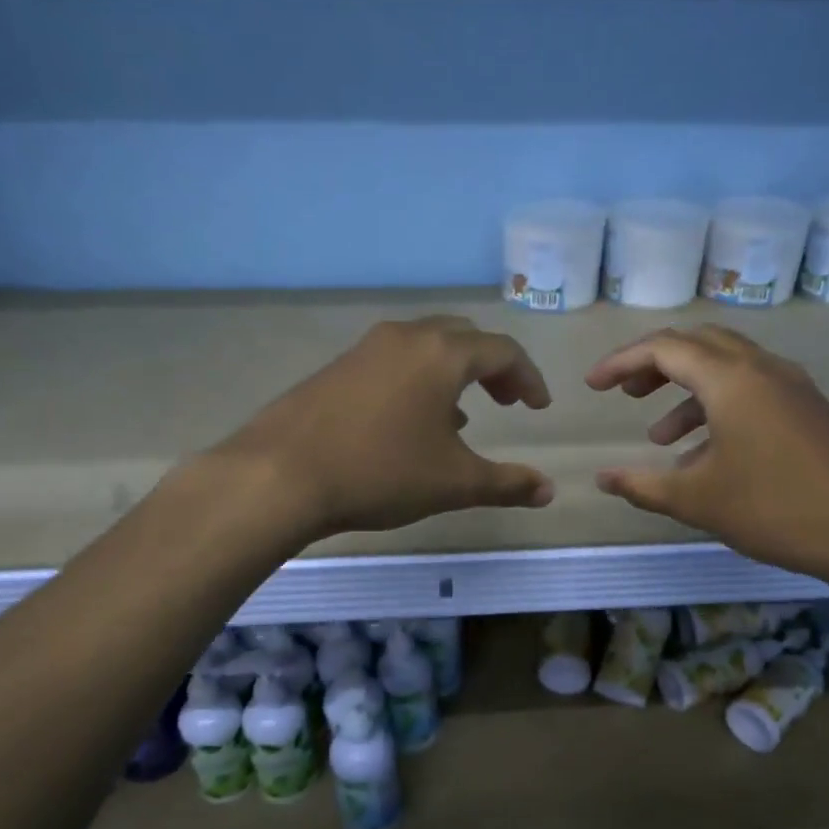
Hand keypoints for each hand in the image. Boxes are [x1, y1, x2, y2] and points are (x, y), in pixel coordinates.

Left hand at [209, 315, 554, 539]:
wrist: (280, 476)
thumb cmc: (380, 472)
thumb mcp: (453, 483)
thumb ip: (506, 484)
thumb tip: (548, 491)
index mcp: (442, 353)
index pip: (502, 351)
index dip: (528, 378)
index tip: (538, 408)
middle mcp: (405, 337)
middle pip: (463, 337)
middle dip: (492, 367)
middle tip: (506, 401)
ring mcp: (365, 349)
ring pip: (425, 346)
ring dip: (453, 373)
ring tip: (463, 419)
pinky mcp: (336, 367)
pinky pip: (393, 361)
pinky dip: (418, 380)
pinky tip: (410, 423)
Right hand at [585, 325, 828, 590]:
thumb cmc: (777, 510)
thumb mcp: (698, 500)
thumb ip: (643, 485)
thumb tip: (602, 478)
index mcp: (731, 379)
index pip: (664, 348)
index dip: (621, 362)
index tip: (592, 386)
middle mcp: (762, 368)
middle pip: (697, 343)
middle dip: (653, 364)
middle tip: (624, 393)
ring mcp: (791, 385)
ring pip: (726, 366)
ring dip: (685, 389)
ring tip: (657, 434)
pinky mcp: (808, 408)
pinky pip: (750, 389)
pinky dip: (717, 406)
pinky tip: (705, 453)